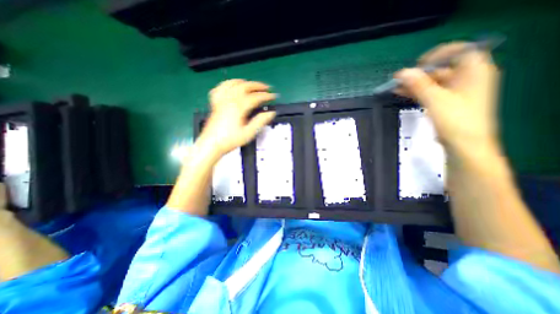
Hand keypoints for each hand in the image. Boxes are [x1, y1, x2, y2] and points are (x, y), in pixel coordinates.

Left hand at [200, 79, 276, 154]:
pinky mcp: (216, 103)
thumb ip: (260, 121)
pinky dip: (228, 84)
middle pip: (245, 86)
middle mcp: (229, 100)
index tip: (273, 96)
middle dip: (257, 85)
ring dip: (245, 82)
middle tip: (266, 88)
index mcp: (239, 107)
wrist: (211, 144)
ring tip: (251, 84)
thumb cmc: (230, 140)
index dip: (266, 96)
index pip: (255, 97)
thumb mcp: (248, 133)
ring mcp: (221, 100)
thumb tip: (270, 113)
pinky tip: (232, 85)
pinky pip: (221, 88)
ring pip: (233, 84)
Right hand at [395, 42, 500, 157]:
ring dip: (415, 84)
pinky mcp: (447, 102)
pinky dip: (417, 92)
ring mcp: (456, 91)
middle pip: (441, 68)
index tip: (417, 65)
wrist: (464, 145)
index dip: (437, 55)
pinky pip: (430, 91)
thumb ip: (419, 84)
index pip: (458, 51)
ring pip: (433, 81)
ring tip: (396, 87)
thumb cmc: (455, 120)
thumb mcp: (435, 100)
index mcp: (474, 71)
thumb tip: (402, 72)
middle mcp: (467, 78)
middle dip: (419, 73)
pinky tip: (403, 93)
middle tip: (399, 80)